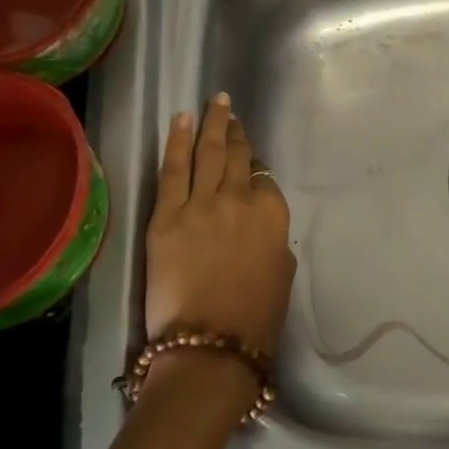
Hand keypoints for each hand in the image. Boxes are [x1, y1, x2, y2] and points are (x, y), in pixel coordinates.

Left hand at [144, 93, 295, 356]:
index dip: (254, 167)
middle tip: (230, 109)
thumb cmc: (256, 317)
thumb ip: (272, 238)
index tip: (248, 162)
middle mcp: (239, 198)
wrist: (210, 345)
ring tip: (215, 102)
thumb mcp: (282, 272)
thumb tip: (257, 227)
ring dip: (212, 123)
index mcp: (273, 213)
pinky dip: (178, 141)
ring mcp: (201, 204)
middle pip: (236, 156)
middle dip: (234, 131)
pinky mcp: (165, 217)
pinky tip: (182, 120)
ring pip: (208, 153)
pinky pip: (174, 170)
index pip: (263, 177)